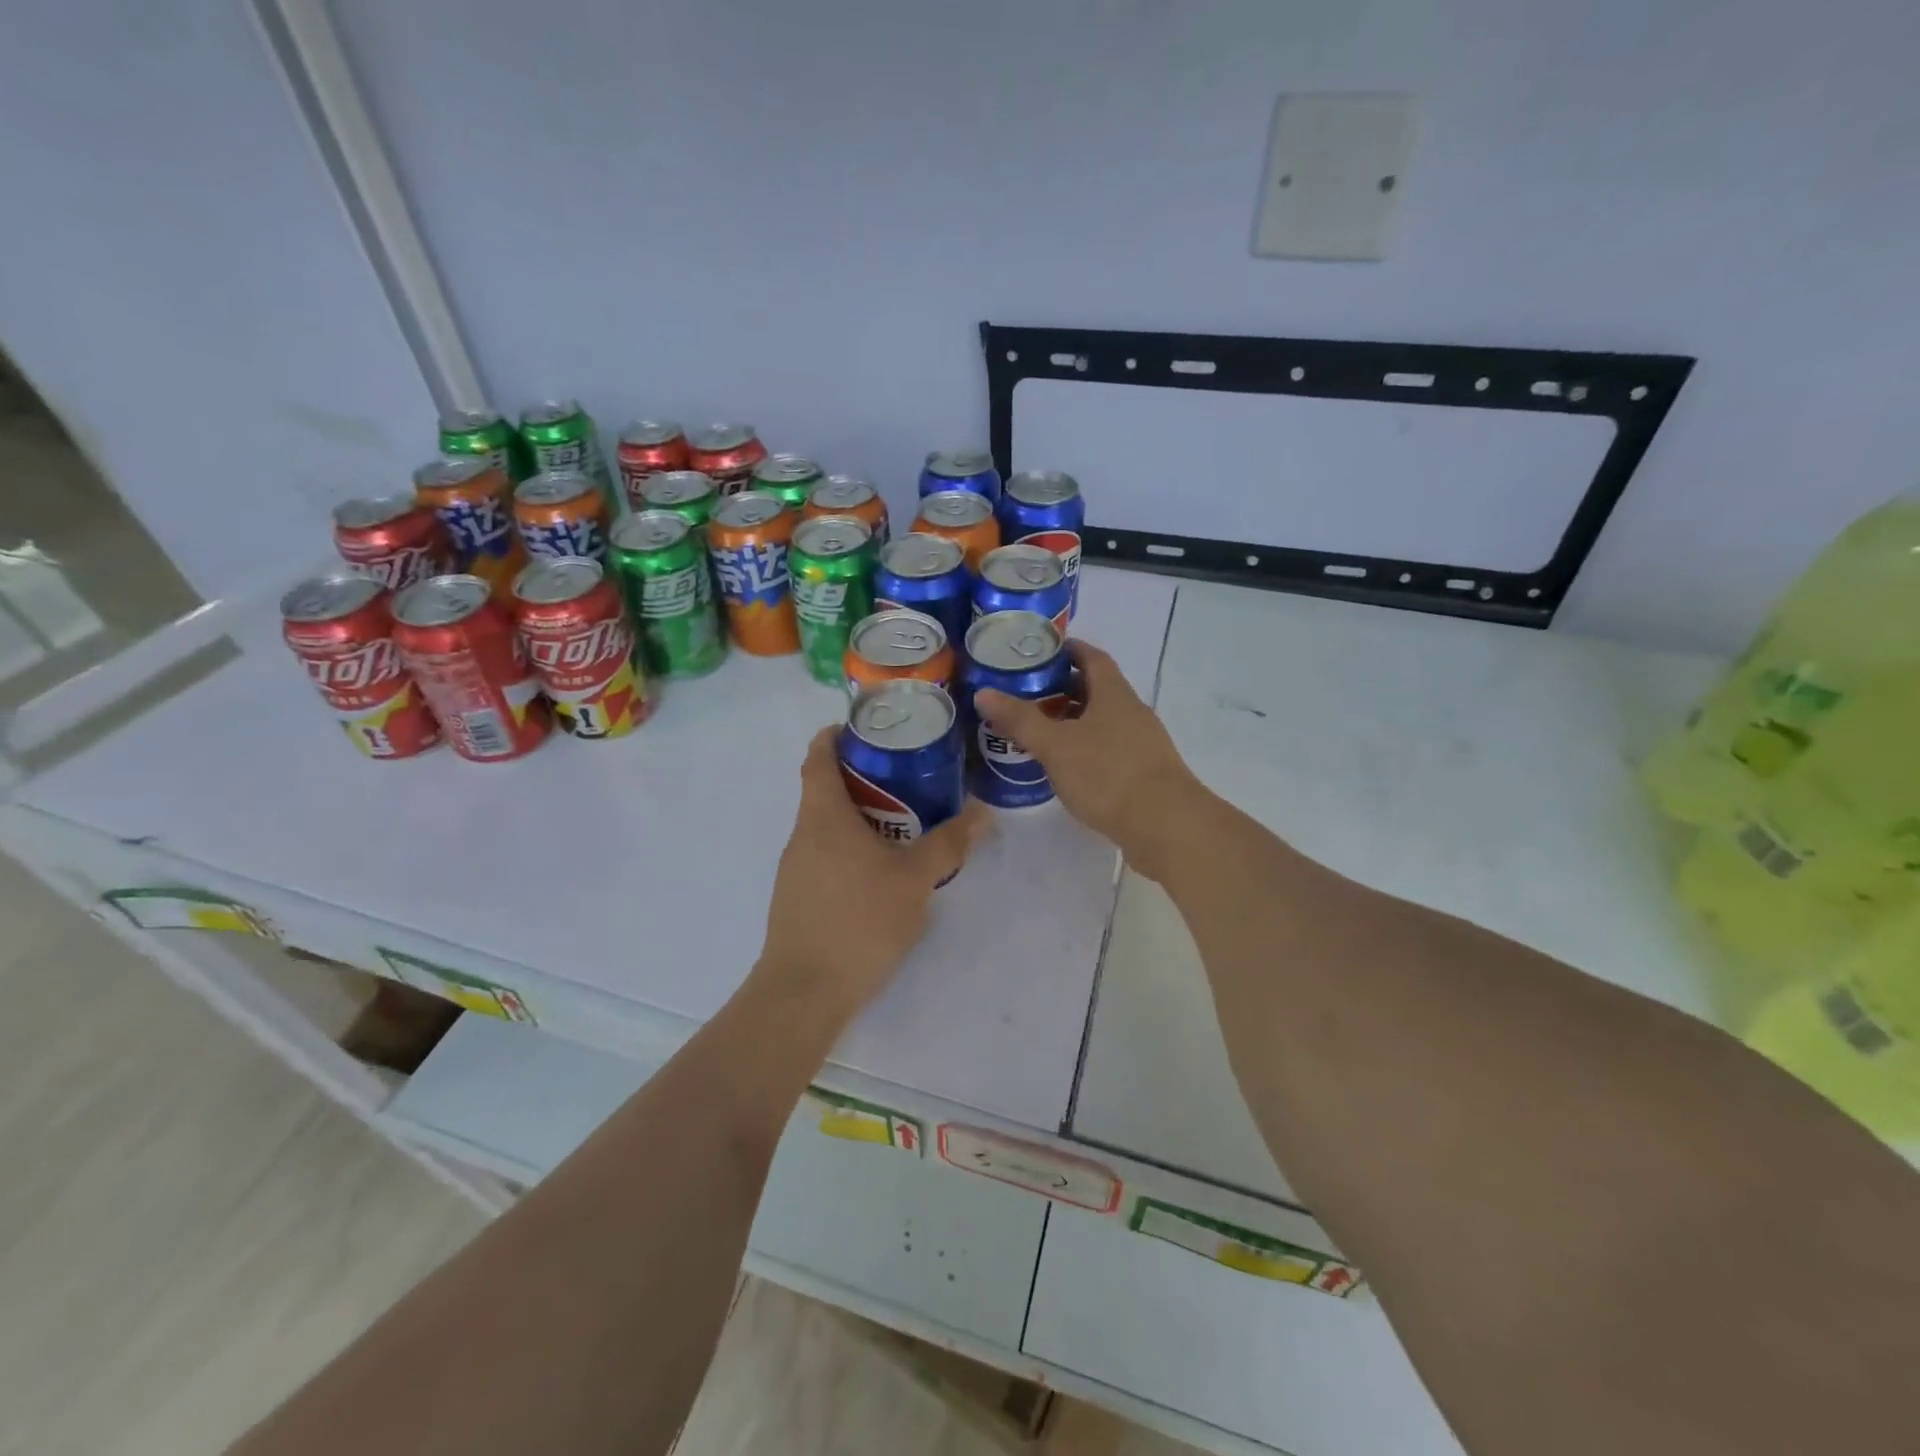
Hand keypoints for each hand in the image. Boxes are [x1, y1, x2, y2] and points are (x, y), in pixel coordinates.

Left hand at [756, 726, 991, 1019]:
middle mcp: (802, 834)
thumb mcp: (914, 880)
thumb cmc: (859, 921)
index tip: (864, 728)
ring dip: (860, 816)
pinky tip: (881, 871)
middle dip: (863, 777)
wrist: (805, 991)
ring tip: (904, 821)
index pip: (818, 757)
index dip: (835, 735)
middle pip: (825, 789)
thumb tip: (983, 813)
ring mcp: (795, 868)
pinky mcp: (798, 897)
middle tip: (906, 776)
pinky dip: (851, 847)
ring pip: (827, 826)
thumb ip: (948, 844)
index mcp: (823, 816)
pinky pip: (825, 855)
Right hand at [974, 638, 1197, 878]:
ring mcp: (1140, 744)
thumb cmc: (1108, 775)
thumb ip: (1020, 719)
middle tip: (1024, 696)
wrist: (1166, 826)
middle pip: (1095, 690)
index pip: (1091, 658)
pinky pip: (1107, 749)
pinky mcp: (1142, 773)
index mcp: (1114, 694)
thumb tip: (983, 692)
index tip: (1039, 652)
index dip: (1068, 650)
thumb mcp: (1056, 745)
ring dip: (1071, 722)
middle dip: (1061, 689)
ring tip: (1037, 733)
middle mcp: (1131, 712)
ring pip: (1100, 722)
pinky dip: (1083, 749)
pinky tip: (1063, 767)